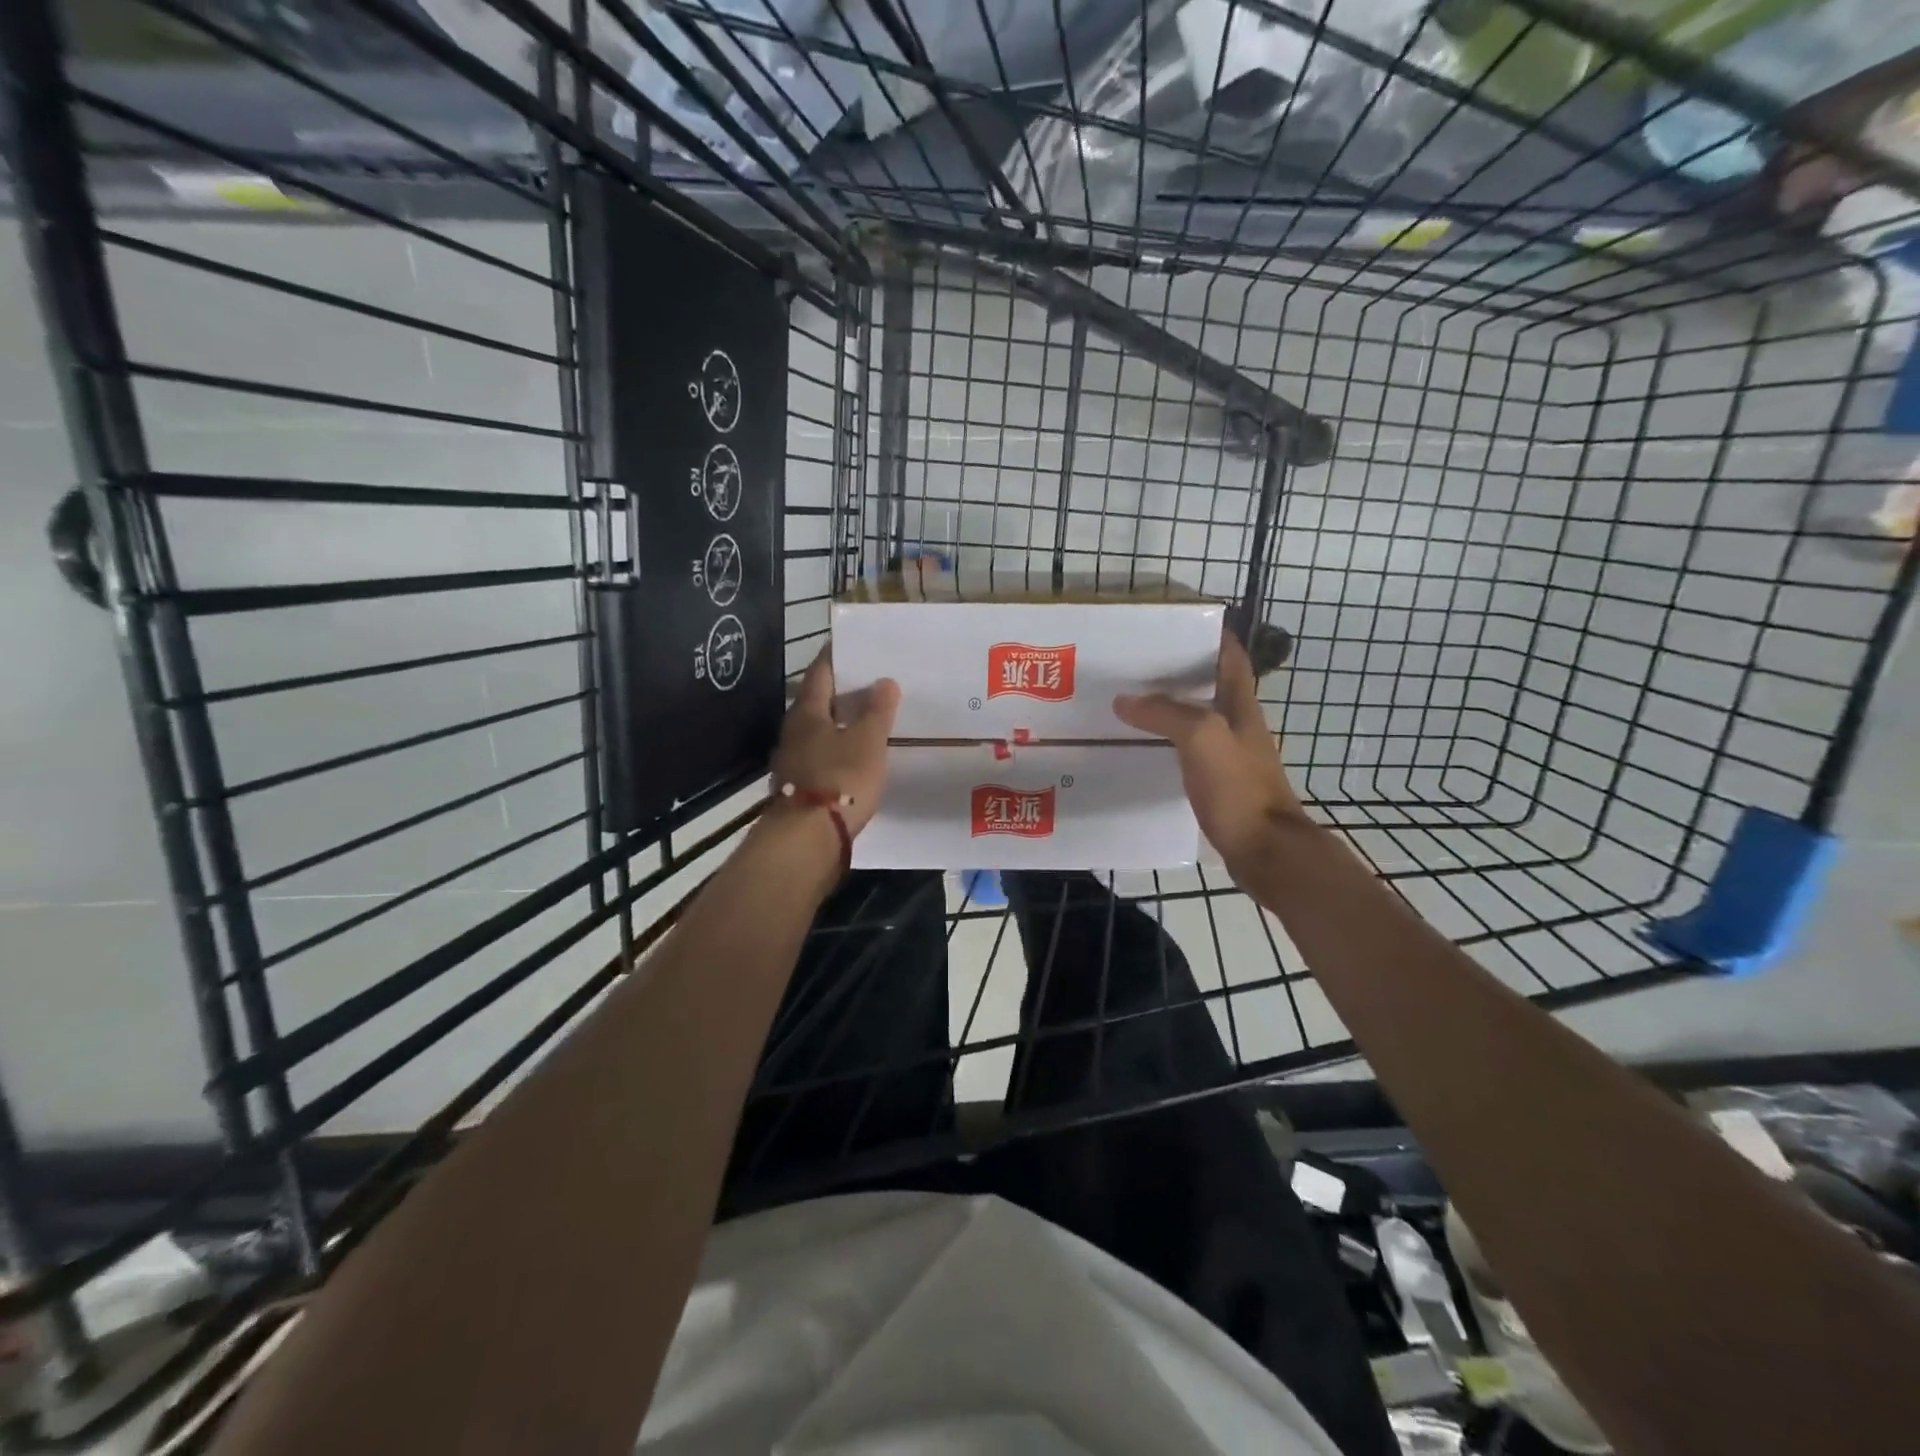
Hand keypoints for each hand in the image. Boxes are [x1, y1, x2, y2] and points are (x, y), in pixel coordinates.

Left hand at [770, 648, 899, 835]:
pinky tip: (855, 756)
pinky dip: (837, 749)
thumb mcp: (868, 742)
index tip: (850, 644)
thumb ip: (877, 711)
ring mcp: (793, 761)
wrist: (808, 838)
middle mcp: (793, 732)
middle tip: (869, 682)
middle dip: (840, 691)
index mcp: (807, 713)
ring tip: (867, 718)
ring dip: (839, 722)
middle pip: (816, 702)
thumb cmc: (840, 779)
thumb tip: (884, 681)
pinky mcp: (799, 787)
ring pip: (818, 731)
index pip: (820, 673)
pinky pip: (820, 756)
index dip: (834, 656)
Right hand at [1113, 632, 1305, 870]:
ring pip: (1197, 720)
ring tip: (1129, 703)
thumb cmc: (1238, 787)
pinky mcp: (1219, 785)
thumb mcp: (1200, 737)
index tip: (1178, 625)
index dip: (1212, 636)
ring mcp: (1230, 757)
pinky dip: (1167, 743)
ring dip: (1170, 709)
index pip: (1230, 658)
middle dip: (1179, 671)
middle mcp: (1238, 726)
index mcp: (1241, 706)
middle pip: (1210, 687)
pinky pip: (1189, 753)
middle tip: (1136, 665)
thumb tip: (1125, 700)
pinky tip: (1142, 749)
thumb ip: (1164, 713)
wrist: (1264, 850)